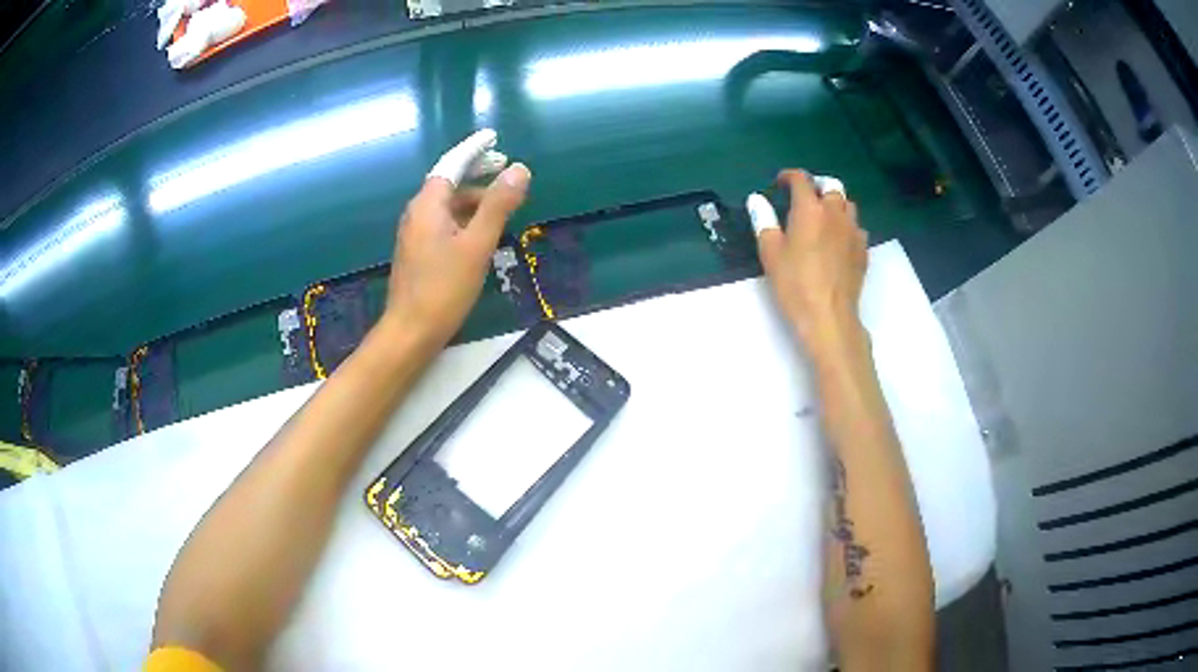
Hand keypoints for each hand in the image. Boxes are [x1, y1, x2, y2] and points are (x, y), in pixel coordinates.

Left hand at [385, 129, 531, 345]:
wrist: (411, 331)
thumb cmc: (444, 287)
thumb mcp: (477, 244)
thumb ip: (497, 205)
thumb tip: (519, 170)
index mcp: (428, 204)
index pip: (453, 164)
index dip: (474, 149)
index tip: (494, 137)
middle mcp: (418, 212)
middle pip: (449, 182)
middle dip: (477, 171)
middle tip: (507, 167)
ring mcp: (416, 233)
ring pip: (448, 204)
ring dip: (474, 197)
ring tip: (504, 200)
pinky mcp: (419, 251)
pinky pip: (445, 222)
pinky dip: (466, 216)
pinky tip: (483, 229)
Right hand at [747, 170, 867, 356]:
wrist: (829, 317)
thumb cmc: (795, 284)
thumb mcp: (771, 253)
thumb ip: (764, 221)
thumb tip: (757, 200)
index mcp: (810, 210)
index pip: (802, 180)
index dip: (789, 177)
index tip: (780, 183)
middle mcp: (835, 214)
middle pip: (832, 185)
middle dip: (817, 185)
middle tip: (805, 195)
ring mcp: (853, 232)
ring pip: (848, 204)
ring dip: (835, 203)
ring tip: (823, 215)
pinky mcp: (863, 250)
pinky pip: (856, 227)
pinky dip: (846, 225)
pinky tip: (837, 239)